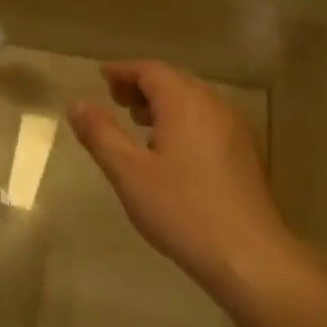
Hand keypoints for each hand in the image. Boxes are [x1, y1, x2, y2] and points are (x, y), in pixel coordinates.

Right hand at [68, 60, 295, 301]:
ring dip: (164, 102)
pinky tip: (170, 149)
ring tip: (138, 122)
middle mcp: (214, 106)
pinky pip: (208, 120)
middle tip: (115, 99)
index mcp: (185, 103)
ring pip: (194, 100)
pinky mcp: (245, 153)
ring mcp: (235, 129)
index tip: (101, 77)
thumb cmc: (182, 210)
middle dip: (143, 84)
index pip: (151, 70)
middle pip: (175, 80)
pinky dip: (183, 120)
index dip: (123, 70)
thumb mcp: (129, 172)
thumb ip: (101, 134)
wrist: (248, 256)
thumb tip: (77, 103)